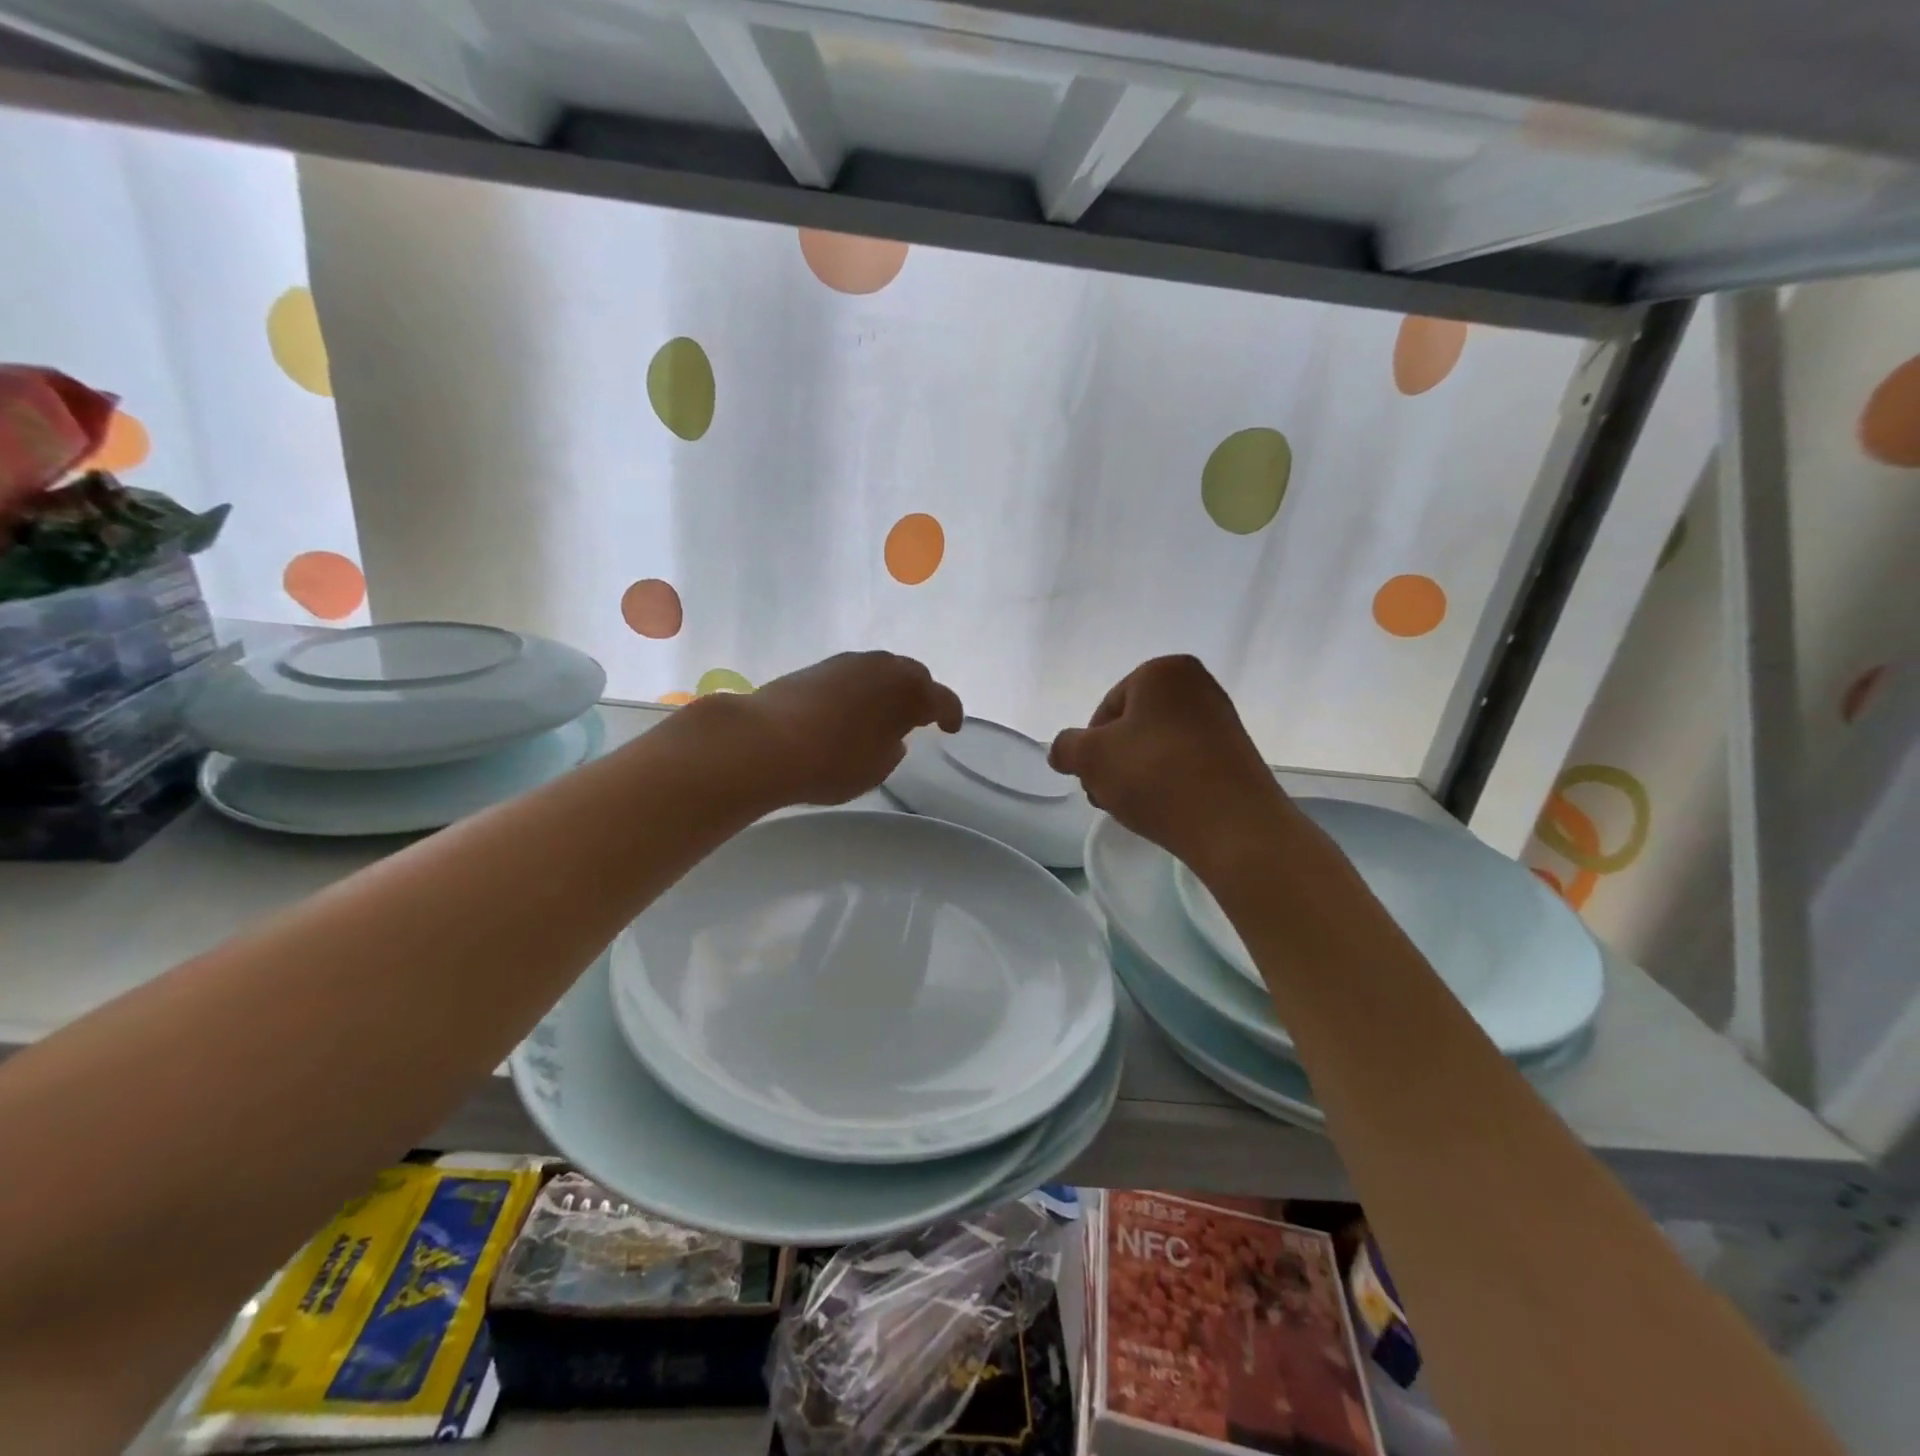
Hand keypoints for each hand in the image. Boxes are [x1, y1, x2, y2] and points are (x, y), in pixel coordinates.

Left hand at [708, 651, 963, 806]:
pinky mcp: (816, 667)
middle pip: (912, 675)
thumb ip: (892, 748)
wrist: (763, 742)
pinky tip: (849, 711)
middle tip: (918, 718)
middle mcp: (882, 666)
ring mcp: (846, 662)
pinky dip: (860, 690)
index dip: (951, 714)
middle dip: (920, 695)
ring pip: (880, 670)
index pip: (942, 699)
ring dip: (887, 689)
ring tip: (882, 714)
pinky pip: (853, 675)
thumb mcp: (876, 768)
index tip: (951, 728)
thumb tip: (890, 735)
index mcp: (908, 689)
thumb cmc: (831, 762)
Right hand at [1049, 655, 1292, 874]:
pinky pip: (1186, 762)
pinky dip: (1168, 781)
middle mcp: (1198, 685)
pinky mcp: (1237, 754)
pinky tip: (1163, 809)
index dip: (1091, 745)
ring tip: (1133, 807)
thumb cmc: (1155, 775)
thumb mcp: (1090, 757)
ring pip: (1158, 745)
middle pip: (1133, 725)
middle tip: (1107, 795)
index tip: (1092, 777)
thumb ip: (1066, 747)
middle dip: (1114, 760)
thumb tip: (1062, 751)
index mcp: (1164, 671)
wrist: (1232, 825)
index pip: (1107, 707)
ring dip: (1137, 773)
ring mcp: (1222, 720)